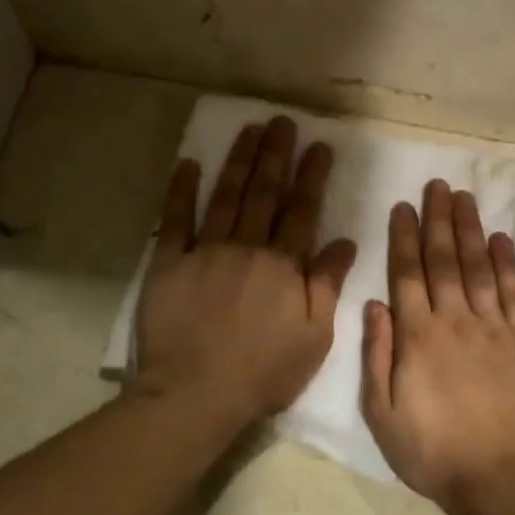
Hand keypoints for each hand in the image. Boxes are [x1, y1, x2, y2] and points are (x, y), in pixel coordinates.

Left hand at [136, 117, 356, 423]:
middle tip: (282, 122)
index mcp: (284, 266)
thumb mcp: (314, 336)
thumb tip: (345, 242)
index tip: (319, 146)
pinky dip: (182, 190)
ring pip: (226, 196)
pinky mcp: (169, 263)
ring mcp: (205, 252)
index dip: (311, 177)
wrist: (198, 392)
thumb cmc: (264, 371)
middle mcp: (247, 248)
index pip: (302, 211)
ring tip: (250, 129)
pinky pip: (175, 220)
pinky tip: (190, 164)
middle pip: (264, 194)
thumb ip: (328, 285)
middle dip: (276, 155)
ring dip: (239, 161)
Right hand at [362, 180, 514, 514]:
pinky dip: (508, 264)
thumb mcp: (383, 413)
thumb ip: (377, 356)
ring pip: (480, 268)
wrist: (499, 478)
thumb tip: (374, 306)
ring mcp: (494, 329)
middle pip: (445, 260)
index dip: (404, 237)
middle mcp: (455, 321)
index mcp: (417, 337)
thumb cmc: (432, 451)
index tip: (403, 205)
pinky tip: (501, 241)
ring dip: (471, 230)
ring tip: (466, 198)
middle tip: (438, 185)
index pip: (408, 274)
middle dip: (439, 220)